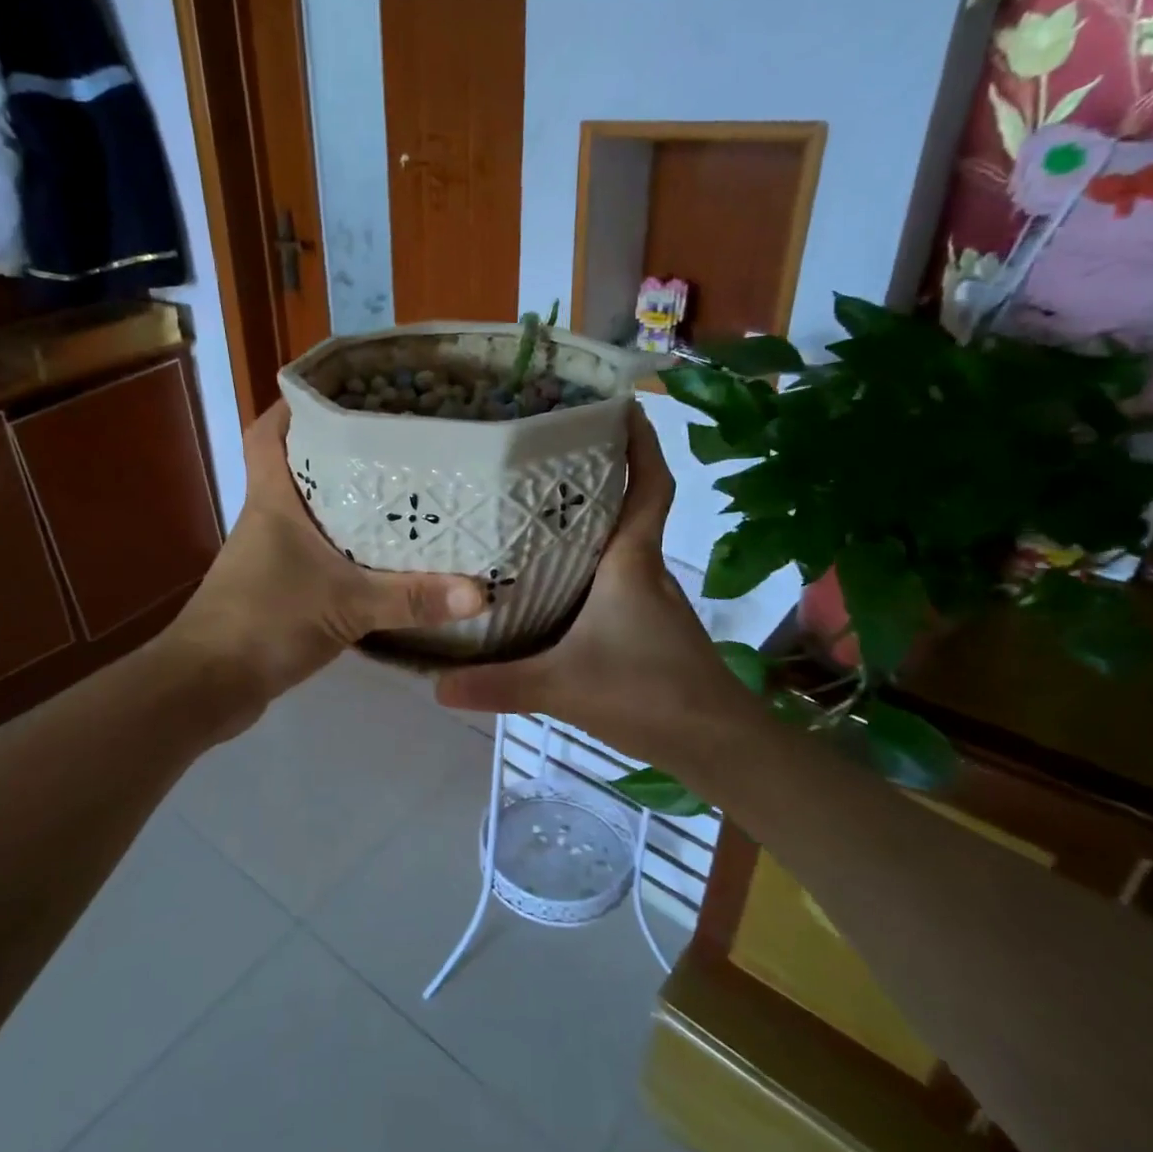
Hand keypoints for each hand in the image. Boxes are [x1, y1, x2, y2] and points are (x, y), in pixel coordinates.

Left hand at [163, 403, 485, 729]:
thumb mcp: (346, 606)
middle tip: (395, 440)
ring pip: (310, 510)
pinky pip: (317, 551)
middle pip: (299, 466)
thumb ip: (411, 598)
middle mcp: (268, 517)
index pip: (270, 432)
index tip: (343, 392)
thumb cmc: (265, 622)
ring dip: (346, 501)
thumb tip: (480, 591)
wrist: (207, 684)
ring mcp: (269, 554)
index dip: (296, 406)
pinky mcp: (277, 587)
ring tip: (401, 490)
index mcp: (273, 499)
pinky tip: (382, 557)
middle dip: (340, 450)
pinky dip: (345, 547)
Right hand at [434, 408, 751, 764]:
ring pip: (619, 543)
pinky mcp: (646, 626)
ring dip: (589, 520)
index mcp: (632, 562)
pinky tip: (550, 581)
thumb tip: (435, 684)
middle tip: (545, 454)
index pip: (650, 486)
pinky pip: (614, 577)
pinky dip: (588, 564)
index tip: (622, 407)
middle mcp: (644, 569)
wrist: (717, 744)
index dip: (642, 443)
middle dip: (599, 473)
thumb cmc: (649, 694)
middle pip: (628, 505)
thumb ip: (498, 684)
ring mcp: (649, 599)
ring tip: (533, 508)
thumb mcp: (563, 686)